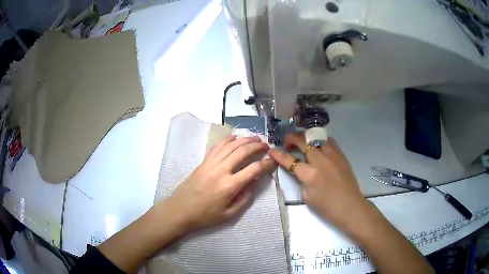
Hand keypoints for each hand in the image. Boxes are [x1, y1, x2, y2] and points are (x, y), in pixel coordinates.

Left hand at [167, 135, 274, 230]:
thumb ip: (245, 197)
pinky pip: (217, 146)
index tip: (273, 160)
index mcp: (229, 186)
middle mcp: (221, 171)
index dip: (266, 163)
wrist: (181, 210)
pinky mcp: (203, 162)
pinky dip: (227, 139)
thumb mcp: (229, 214)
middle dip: (257, 146)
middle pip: (242, 151)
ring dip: (244, 139)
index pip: (253, 169)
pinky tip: (234, 137)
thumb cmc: (206, 215)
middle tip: (266, 145)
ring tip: (254, 138)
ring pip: (230, 145)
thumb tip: (256, 181)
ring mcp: (210, 164)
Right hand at [268, 133, 367, 229]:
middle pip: (303, 141)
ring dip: (306, 138)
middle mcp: (321, 161)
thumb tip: (300, 170)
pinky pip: (329, 141)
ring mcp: (333, 155)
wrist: (350, 207)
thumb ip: (301, 180)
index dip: (278, 154)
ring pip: (316, 137)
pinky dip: (320, 140)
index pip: (290, 160)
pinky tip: (318, 146)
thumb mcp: (307, 197)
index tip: (271, 150)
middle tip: (287, 143)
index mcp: (310, 175)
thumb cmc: (327, 207)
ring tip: (303, 143)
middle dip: (291, 139)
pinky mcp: (341, 155)